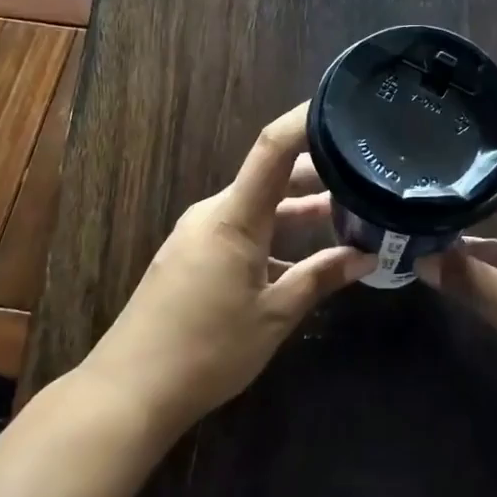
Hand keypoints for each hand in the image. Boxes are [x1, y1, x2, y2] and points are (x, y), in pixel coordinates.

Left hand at [83, 104, 374, 430]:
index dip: (306, 120)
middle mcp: (214, 213)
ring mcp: (199, 234)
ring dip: (298, 210)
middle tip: (365, 173)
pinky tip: (304, 257)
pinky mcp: (191, 256)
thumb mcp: (274, 315)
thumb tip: (367, 257)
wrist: (129, 389)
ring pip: (258, 207)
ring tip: (348, 214)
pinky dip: (275, 235)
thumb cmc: (207, 349)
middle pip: (271, 176)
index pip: (273, 147)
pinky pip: (241, 230)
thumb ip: (320, 278)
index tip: (342, 106)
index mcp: (234, 216)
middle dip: (318, 172)